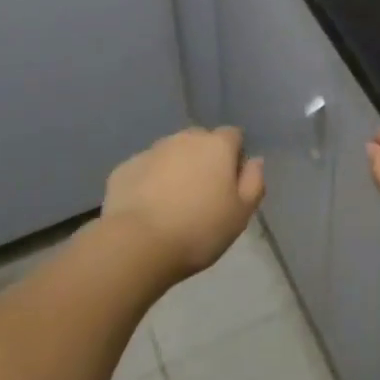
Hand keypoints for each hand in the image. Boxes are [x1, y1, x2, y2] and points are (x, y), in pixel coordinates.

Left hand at [103, 128, 264, 279]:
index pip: (233, 136)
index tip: (231, 185)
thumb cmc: (199, 230)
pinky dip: (149, 182)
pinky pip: (145, 169)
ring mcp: (151, 150)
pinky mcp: (125, 167)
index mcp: (216, 145)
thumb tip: (254, 161)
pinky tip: (148, 209)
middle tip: (203, 195)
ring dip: (175, 169)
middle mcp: (184, 138)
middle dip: (203, 160)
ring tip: (173, 204)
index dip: (235, 157)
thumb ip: (254, 182)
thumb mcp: (241, 214)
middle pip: (200, 141)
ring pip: (171, 153)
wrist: (138, 244)